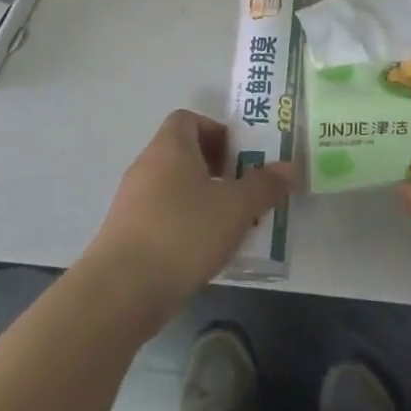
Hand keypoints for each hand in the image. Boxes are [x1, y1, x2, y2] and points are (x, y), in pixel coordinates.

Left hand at [83, 111, 293, 331]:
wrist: (121, 291)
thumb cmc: (183, 233)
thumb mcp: (236, 208)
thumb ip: (264, 186)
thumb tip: (289, 167)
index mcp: (170, 148)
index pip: (187, 119)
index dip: (216, 131)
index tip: (240, 155)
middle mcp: (147, 166)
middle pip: (183, 153)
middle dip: (217, 168)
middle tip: (244, 190)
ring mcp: (132, 201)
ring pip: (174, 187)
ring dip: (203, 199)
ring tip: (231, 223)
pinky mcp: (126, 234)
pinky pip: (162, 216)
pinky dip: (185, 224)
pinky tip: (205, 250)